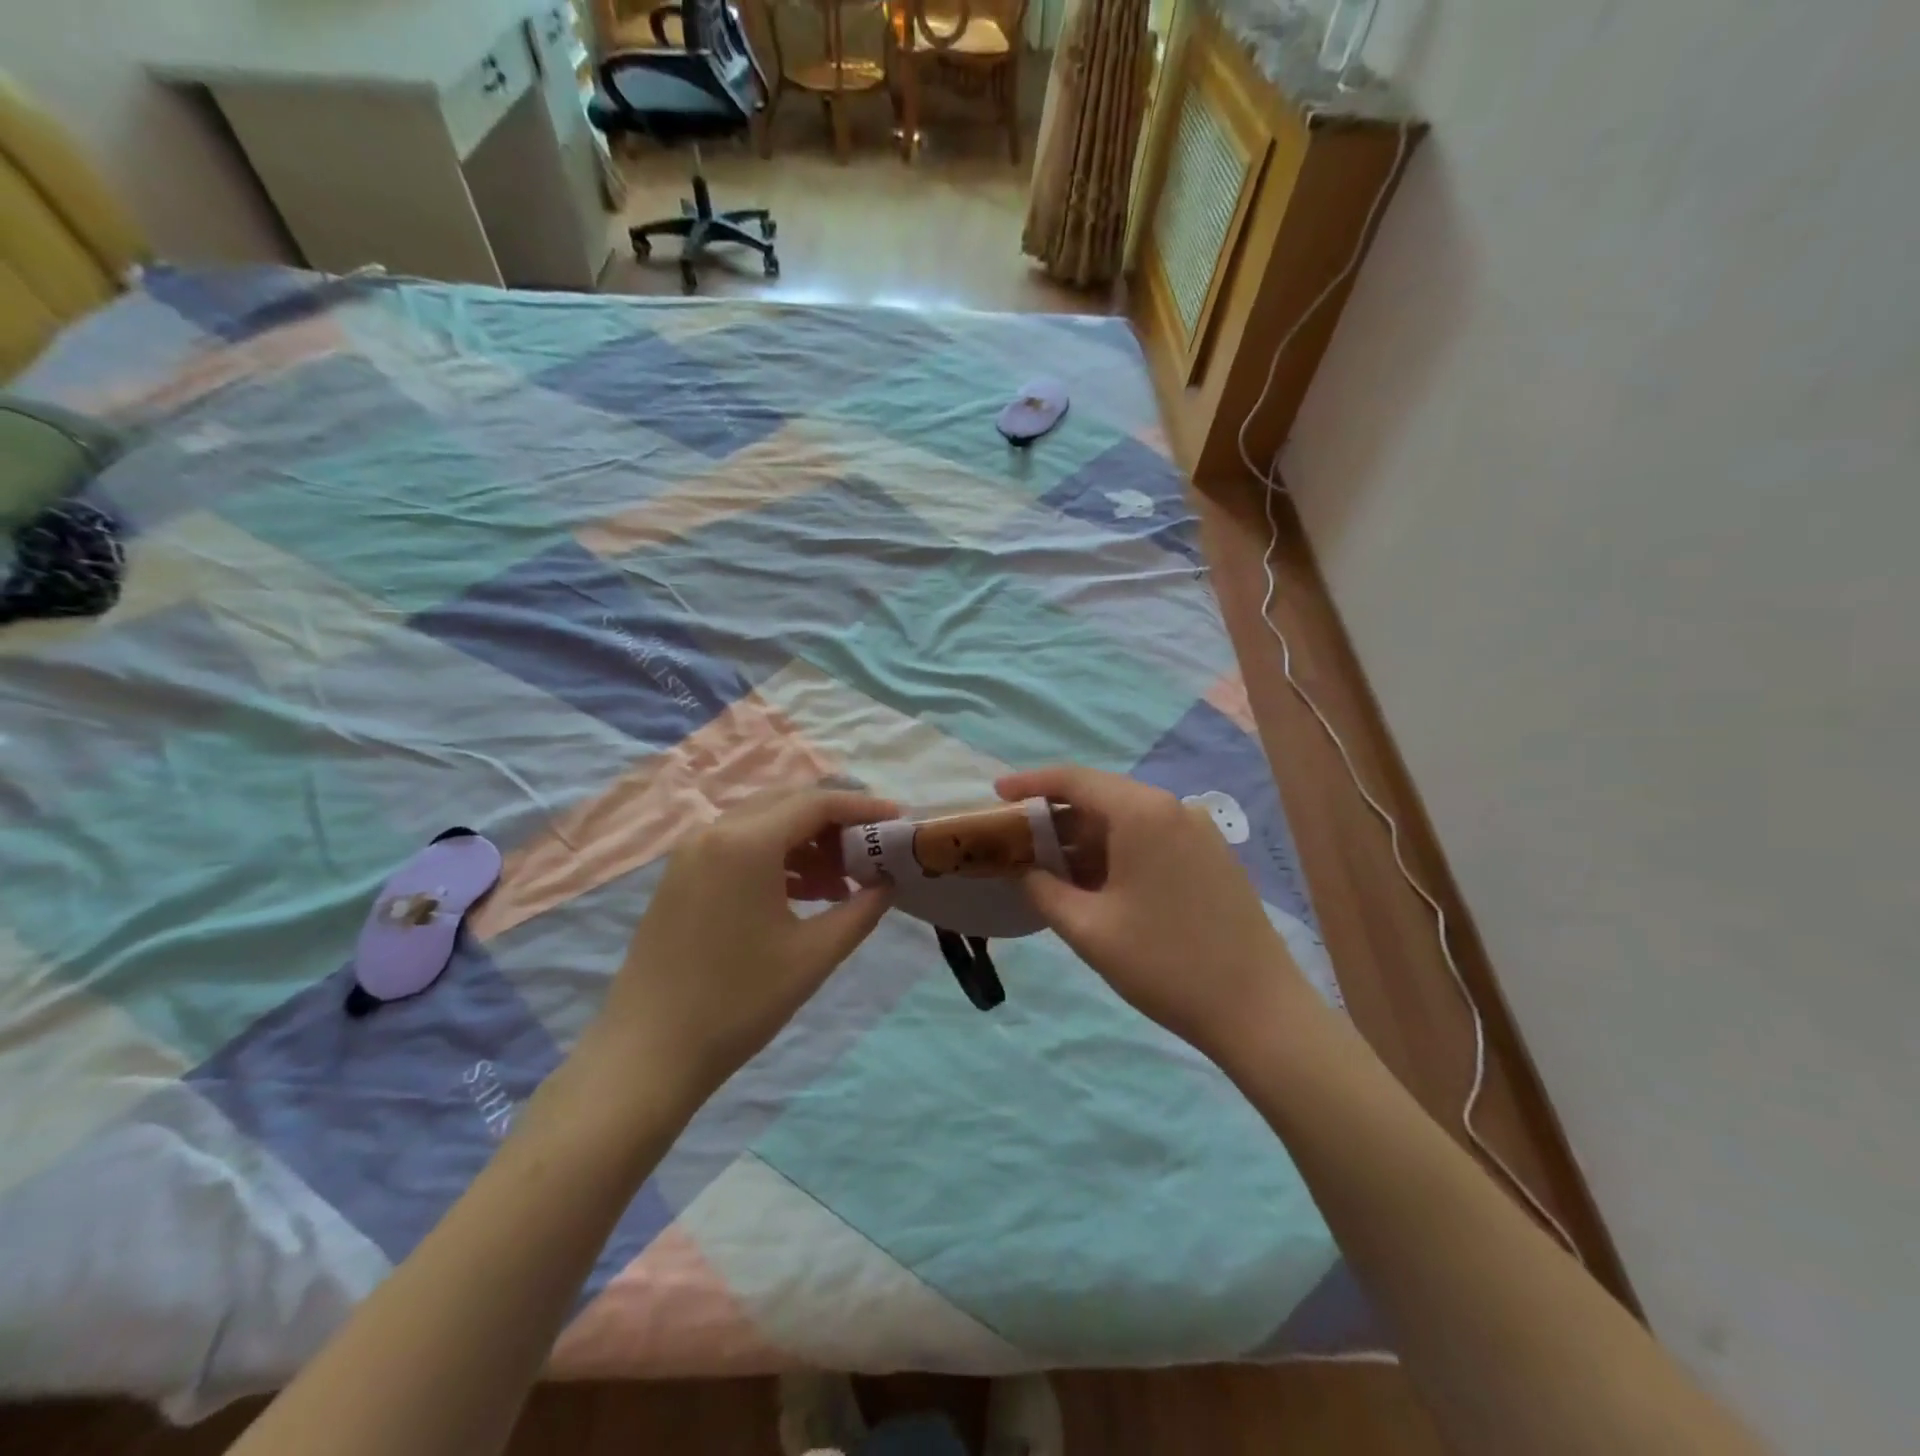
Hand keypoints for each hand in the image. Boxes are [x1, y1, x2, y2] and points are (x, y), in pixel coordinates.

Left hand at [580, 787, 896, 1106]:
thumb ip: (861, 910)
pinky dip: (775, 858)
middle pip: (787, 804)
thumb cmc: (738, 1002)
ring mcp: (690, 853)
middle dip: (835, 822)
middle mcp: (714, 832)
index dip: (863, 808)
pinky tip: (799, 894)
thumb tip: (888, 883)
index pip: (816, 803)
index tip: (899, 821)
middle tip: (870, 851)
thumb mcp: (813, 955)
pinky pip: (738, 847)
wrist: (647, 1055)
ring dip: (805, 842)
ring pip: (762, 824)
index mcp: (746, 843)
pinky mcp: (679, 877)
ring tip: (840, 883)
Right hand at [997, 766, 1311, 1062]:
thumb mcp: (1090, 929)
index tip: (997, 793)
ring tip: (1050, 866)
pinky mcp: (1212, 857)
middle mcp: (1173, 808)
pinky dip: (1117, 852)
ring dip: (1087, 839)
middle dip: (1057, 817)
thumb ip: (1046, 890)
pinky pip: (1152, 839)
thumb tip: (1027, 872)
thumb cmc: (1165, 964)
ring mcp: (1198, 832)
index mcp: (1143, 813)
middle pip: (1102, 797)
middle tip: (1018, 839)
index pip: (1076, 780)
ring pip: (1127, 820)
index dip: (1031, 783)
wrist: (1259, 1011)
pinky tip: (1096, 882)